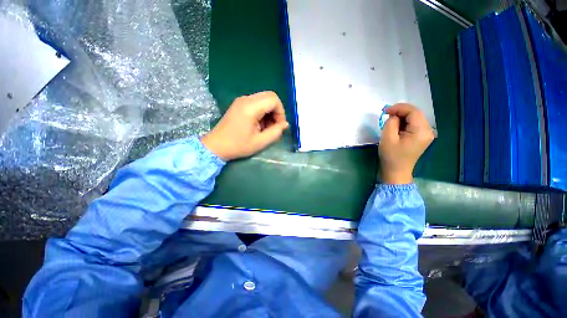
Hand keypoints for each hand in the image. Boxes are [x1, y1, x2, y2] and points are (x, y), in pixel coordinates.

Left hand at [201, 91, 288, 160]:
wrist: (216, 146)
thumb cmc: (238, 146)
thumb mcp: (260, 142)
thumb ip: (276, 132)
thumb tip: (285, 124)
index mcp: (250, 107)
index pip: (274, 99)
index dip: (281, 112)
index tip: (279, 126)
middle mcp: (246, 99)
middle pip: (270, 96)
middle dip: (276, 111)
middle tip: (274, 126)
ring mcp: (241, 100)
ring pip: (264, 99)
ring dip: (269, 112)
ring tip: (266, 128)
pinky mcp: (239, 104)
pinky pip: (257, 103)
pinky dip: (263, 112)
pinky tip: (259, 125)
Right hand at [379, 103, 433, 183]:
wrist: (396, 171)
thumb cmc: (391, 156)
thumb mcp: (387, 138)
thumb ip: (391, 122)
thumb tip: (394, 116)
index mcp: (421, 131)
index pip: (413, 111)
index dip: (399, 108)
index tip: (385, 111)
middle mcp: (428, 130)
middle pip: (415, 113)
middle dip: (400, 112)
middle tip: (386, 116)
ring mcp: (426, 134)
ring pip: (414, 118)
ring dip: (401, 118)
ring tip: (389, 123)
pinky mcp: (422, 137)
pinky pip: (413, 124)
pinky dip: (404, 123)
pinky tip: (396, 128)